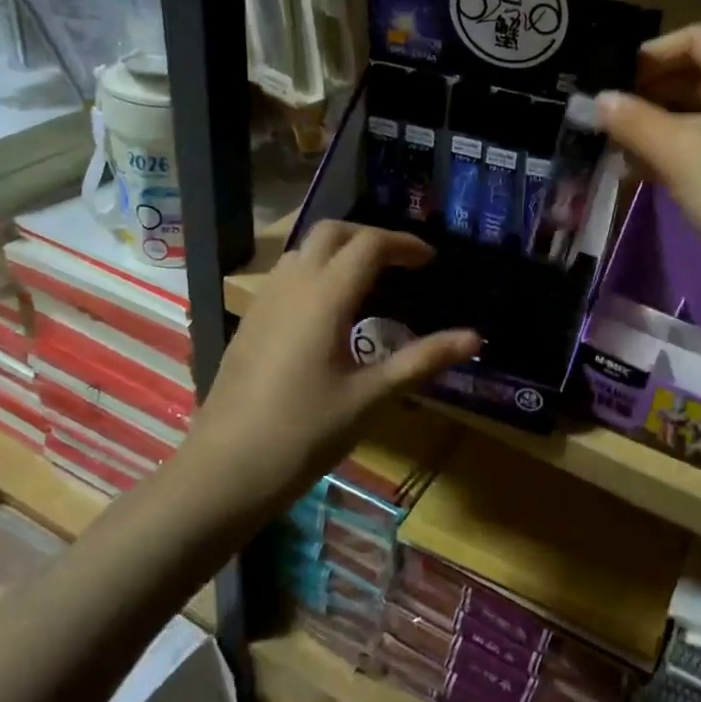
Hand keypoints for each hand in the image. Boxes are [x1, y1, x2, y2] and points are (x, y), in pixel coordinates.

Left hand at [189, 223, 479, 503]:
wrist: (225, 469)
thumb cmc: (304, 433)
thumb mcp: (371, 397)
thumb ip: (422, 360)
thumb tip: (475, 337)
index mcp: (325, 297)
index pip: (369, 244)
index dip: (404, 244)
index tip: (431, 260)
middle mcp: (291, 286)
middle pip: (331, 233)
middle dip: (370, 237)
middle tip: (401, 263)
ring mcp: (264, 302)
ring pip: (303, 251)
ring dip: (339, 252)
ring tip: (370, 283)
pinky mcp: (249, 322)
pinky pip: (286, 276)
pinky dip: (316, 273)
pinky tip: (329, 314)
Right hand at [598, 24, 700, 326]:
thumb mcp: (681, 153)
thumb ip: (635, 121)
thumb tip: (598, 100)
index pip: (699, 38)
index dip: (652, 52)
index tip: (611, 77)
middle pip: (698, 75)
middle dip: (650, 91)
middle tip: (605, 112)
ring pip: (700, 114)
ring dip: (657, 125)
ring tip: (613, 144)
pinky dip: (675, 151)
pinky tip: (640, 170)